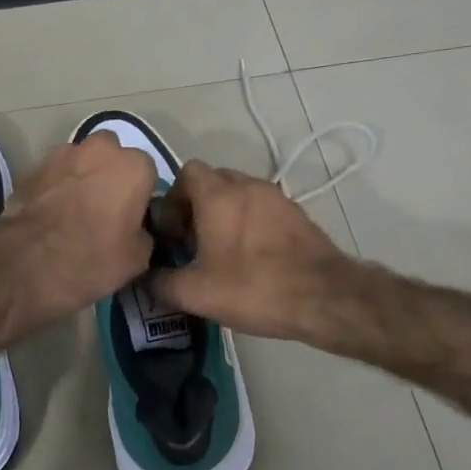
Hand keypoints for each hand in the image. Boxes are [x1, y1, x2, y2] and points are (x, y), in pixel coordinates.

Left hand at [0, 132, 158, 327]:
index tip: (131, 219)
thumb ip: (145, 233)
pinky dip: (56, 187)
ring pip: (81, 161)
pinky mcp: (32, 167)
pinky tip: (52, 214)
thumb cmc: (90, 260)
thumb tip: (137, 228)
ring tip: (74, 212)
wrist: (23, 265)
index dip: (139, 196)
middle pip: (112, 156)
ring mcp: (62, 154)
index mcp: (133, 167)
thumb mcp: (137, 259)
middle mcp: (101, 149)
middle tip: (104, 210)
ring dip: (82, 178)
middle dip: (110, 175)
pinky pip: (54, 174)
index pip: (147, 174)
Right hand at [148, 161, 357, 341]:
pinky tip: (251, 257)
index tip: (172, 231)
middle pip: (213, 180)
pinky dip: (250, 223)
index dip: (173, 198)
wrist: (324, 297)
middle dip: (197, 206)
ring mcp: (276, 197)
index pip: (186, 172)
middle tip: (193, 242)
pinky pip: (262, 208)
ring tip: (221, 251)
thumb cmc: (253, 288)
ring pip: (240, 194)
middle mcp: (247, 185)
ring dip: (225, 214)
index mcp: (218, 195)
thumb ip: (162, 282)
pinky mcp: (297, 214)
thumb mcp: (196, 293)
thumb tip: (146, 277)